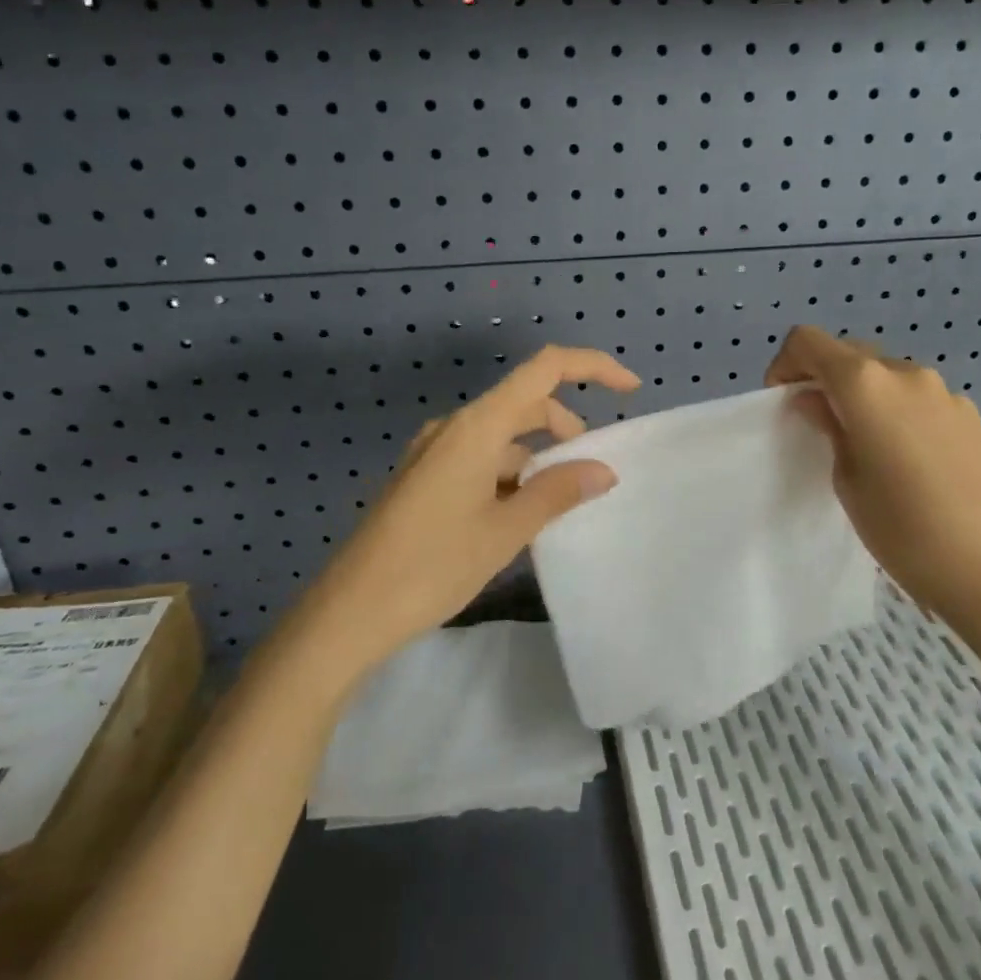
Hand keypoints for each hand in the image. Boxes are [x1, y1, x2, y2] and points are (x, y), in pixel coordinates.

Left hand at [301, 346, 640, 664]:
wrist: (350, 612)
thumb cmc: (433, 565)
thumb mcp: (506, 530)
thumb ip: (558, 492)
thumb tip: (603, 470)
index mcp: (477, 426)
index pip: (545, 369)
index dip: (592, 367)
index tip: (631, 390)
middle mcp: (455, 427)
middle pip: (525, 403)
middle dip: (566, 427)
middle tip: (591, 473)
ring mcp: (434, 452)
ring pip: (503, 436)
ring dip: (537, 458)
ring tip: (556, 506)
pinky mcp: (424, 478)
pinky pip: (480, 459)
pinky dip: (510, 475)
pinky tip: (518, 519)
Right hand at [765, 326, 980, 680]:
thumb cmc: (905, 532)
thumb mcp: (848, 482)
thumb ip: (829, 429)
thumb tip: (816, 401)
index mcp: (867, 386)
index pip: (809, 341)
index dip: (786, 364)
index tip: (785, 403)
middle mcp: (907, 374)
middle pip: (851, 355)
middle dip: (825, 379)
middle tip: (820, 426)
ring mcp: (945, 393)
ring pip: (887, 377)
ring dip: (864, 397)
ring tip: (867, 449)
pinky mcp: (971, 416)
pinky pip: (919, 399)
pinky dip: (898, 413)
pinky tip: (909, 463)